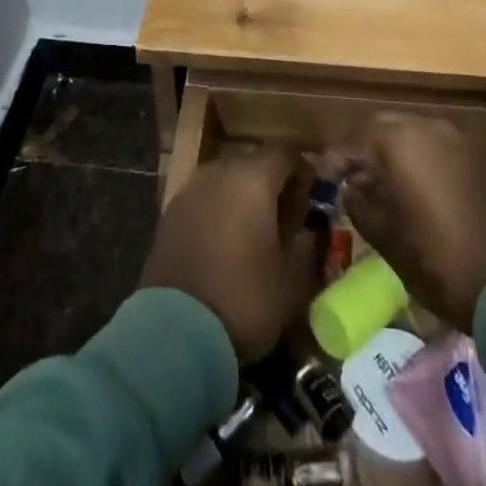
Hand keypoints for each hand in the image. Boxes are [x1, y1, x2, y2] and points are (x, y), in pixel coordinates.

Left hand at [140, 149, 320, 364]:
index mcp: (253, 177)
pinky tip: (225, 242)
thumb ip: (306, 244)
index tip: (314, 194)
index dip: (303, 170)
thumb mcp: (292, 280)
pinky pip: (205, 199)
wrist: (175, 331)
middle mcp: (220, 171)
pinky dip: (219, 211)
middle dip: (272, 183)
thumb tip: (310, 227)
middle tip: (287, 216)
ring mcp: (191, 189)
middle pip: (254, 163)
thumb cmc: (244, 298)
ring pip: (227, 180)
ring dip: (243, 197)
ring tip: (255, 231)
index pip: (286, 153)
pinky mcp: (170, 212)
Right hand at [340, 114, 485, 334]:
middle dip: (364, 146)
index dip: (335, 157)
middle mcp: (427, 127)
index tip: (322, 173)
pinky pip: (437, 144)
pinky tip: (416, 183)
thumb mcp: (386, 238)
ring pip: (412, 130)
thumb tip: (351, 186)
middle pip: (384, 126)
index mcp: (399, 143)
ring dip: (393, 148)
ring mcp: (456, 138)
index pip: (355, 140)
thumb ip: (361, 203)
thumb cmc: (438, 262)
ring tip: (382, 179)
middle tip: (350, 173)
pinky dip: (420, 155)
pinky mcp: (478, 154)